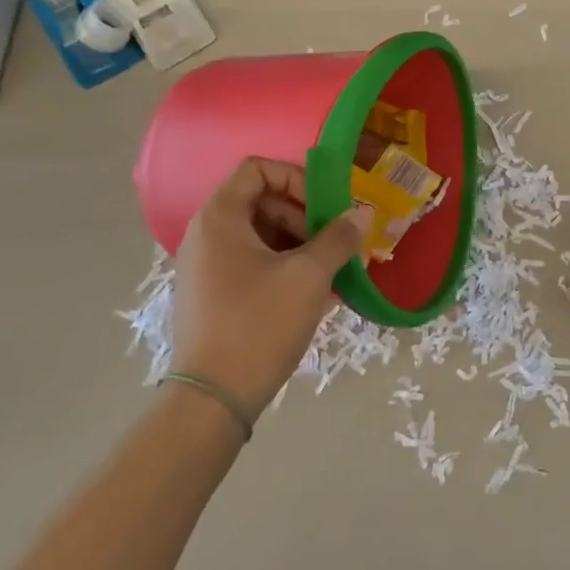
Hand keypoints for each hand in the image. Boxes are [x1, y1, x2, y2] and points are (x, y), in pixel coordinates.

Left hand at [171, 158, 368, 414]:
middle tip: (334, 241)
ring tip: (332, 269)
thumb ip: (338, 238)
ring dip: (300, 243)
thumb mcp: (308, 276)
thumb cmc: (259, 324)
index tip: (324, 207)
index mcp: (220, 218)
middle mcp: (206, 235)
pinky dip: (285, 267)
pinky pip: (253, 264)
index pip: (257, 169)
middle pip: (261, 201)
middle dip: (304, 215)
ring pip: (261, 235)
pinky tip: (316, 292)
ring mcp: (207, 267)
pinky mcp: (214, 295)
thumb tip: (363, 213)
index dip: (296, 179)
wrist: (213, 399)